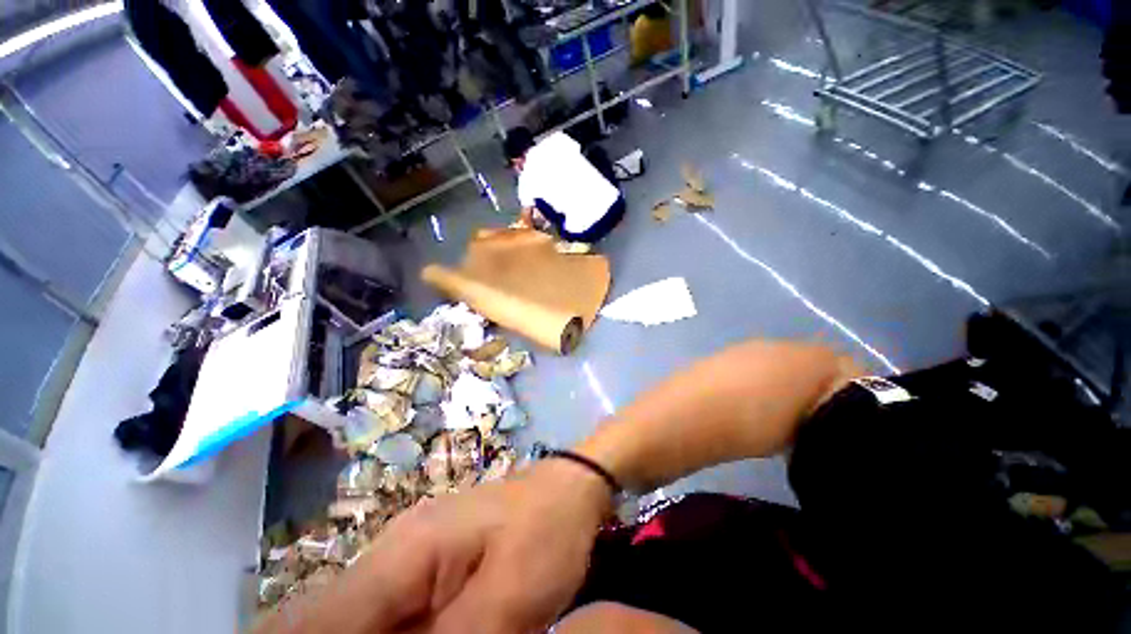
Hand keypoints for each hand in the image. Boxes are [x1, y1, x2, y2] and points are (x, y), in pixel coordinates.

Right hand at [262, 459, 612, 633]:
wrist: (571, 489)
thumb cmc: (548, 528)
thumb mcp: (506, 598)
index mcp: (403, 553)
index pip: (311, 623)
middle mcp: (394, 555)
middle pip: (321, 625)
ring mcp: (413, 562)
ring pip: (352, 626)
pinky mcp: (433, 572)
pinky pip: (389, 621)